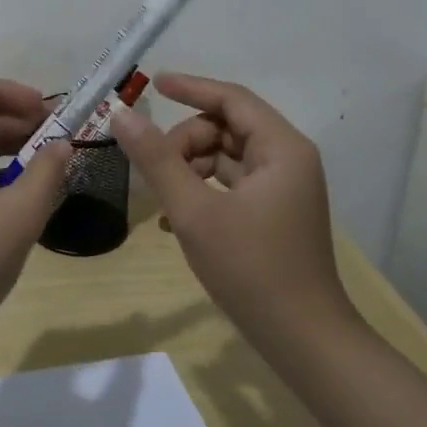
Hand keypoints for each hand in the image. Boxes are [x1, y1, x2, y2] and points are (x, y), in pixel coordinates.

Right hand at [114, 73, 358, 335]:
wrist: (304, 341)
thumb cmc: (251, 269)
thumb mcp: (194, 212)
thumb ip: (157, 159)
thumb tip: (122, 114)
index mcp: (281, 149)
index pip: (231, 98)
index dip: (190, 87)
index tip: (151, 85)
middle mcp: (288, 159)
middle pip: (226, 127)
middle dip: (185, 141)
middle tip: (153, 171)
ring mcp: (283, 188)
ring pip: (226, 156)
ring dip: (189, 167)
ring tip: (161, 199)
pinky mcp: (274, 212)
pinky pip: (232, 182)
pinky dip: (202, 189)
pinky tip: (173, 218)